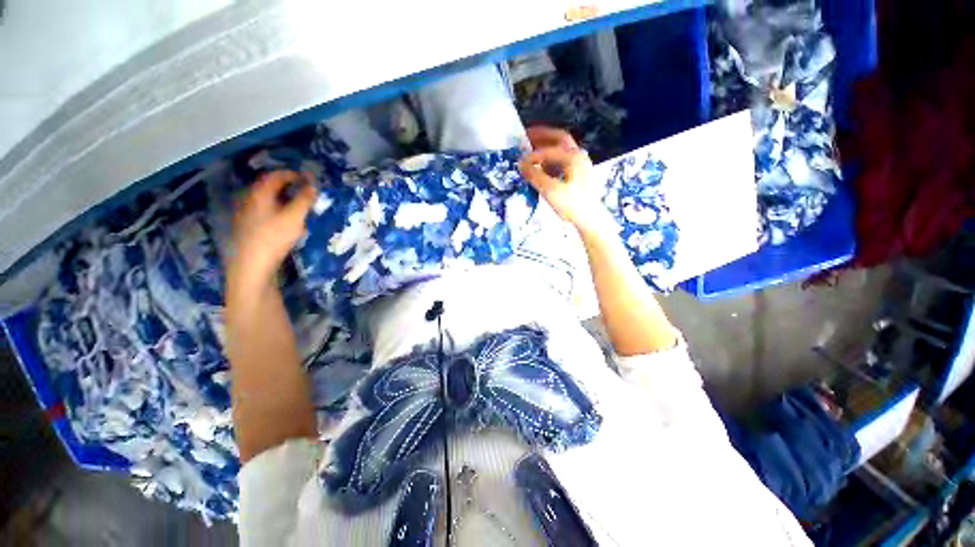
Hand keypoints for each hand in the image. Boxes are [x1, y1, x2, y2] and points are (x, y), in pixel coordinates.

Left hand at [227, 170, 317, 295]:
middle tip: (306, 192)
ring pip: (267, 201)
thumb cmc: (274, 237)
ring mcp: (247, 214)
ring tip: (299, 207)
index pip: (276, 176)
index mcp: (260, 194)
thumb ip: (304, 200)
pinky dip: (278, 211)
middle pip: (270, 187)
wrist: (252, 264)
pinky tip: (287, 222)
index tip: (309, 179)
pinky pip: (265, 212)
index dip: (293, 175)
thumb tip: (313, 186)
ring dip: (284, 200)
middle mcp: (250, 200)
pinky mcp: (249, 228)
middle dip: (289, 187)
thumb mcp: (294, 217)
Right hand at [519, 127, 613, 235]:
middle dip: (542, 136)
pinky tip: (542, 167)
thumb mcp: (551, 190)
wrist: (590, 219)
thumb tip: (521, 164)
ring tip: (531, 150)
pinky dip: (551, 159)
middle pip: (559, 139)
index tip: (519, 161)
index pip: (549, 150)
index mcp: (573, 157)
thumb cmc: (572, 204)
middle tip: (526, 135)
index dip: (532, 155)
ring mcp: (580, 164)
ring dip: (547, 147)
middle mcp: (579, 156)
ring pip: (561, 149)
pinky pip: (563, 160)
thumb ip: (535, 175)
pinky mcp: (579, 174)